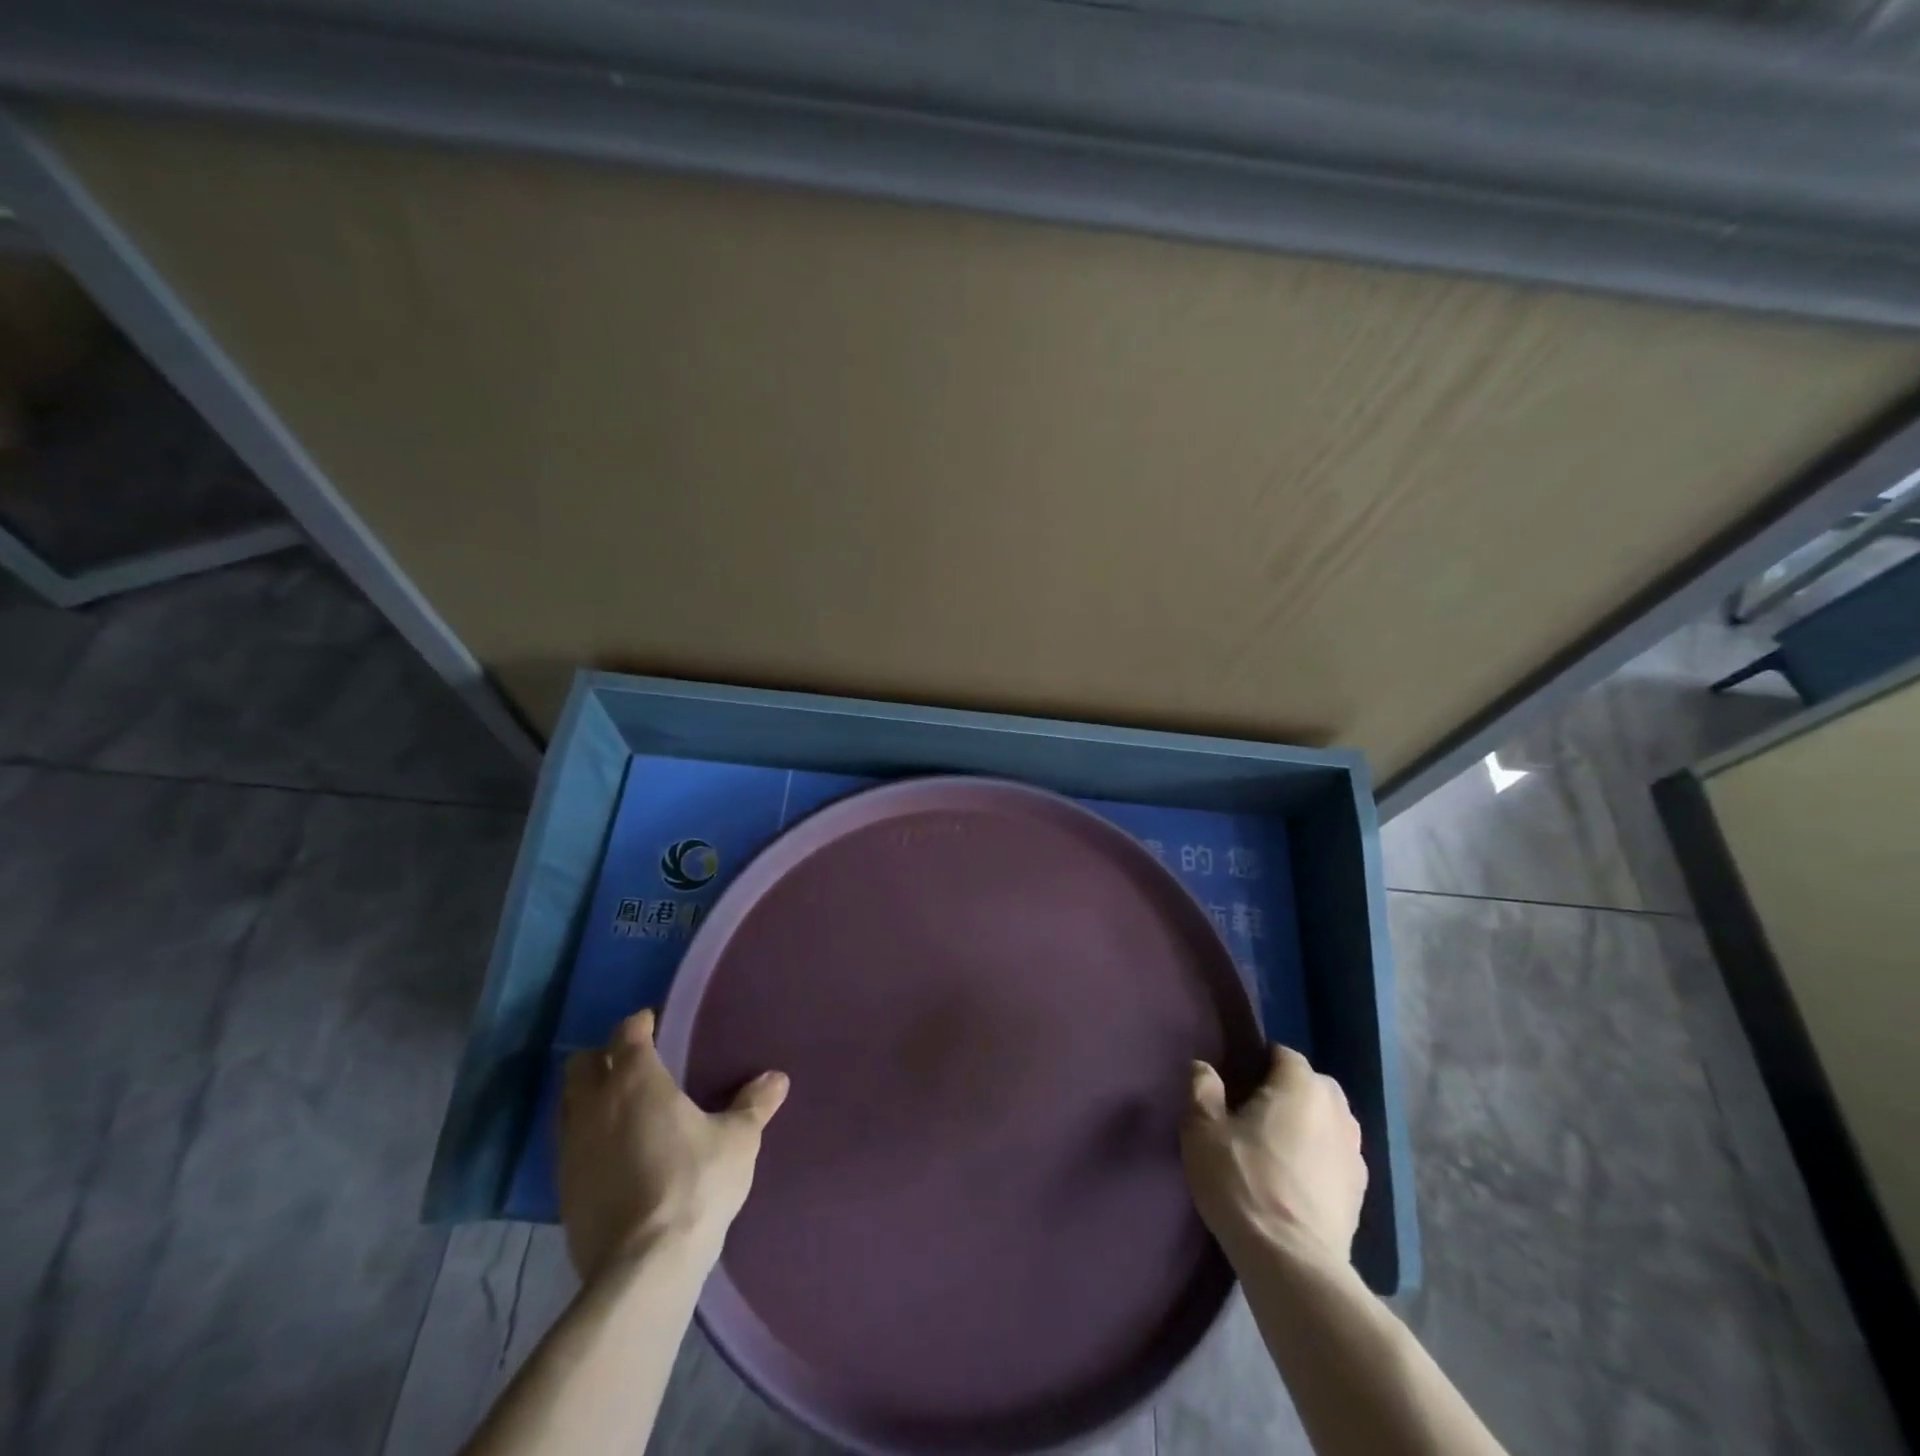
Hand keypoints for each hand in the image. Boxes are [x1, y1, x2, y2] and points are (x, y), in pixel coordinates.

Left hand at [559, 1009, 788, 1278]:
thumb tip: (777, 1078)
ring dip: (589, 1095)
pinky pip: (568, 1143)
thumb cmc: (694, 1185)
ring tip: (620, 1105)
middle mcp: (595, 1106)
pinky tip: (611, 1151)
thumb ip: (754, 1105)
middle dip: (605, 1055)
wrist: (643, 1267)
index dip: (639, 1024)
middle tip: (634, 1062)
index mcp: (636, 1081)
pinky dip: (586, 1135)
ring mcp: (572, 1149)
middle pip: (583, 1064)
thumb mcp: (738, 1140)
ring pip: (568, 1103)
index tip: (654, 1023)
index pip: (627, 1034)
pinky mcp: (562, 1189)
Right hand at [1182, 1044, 1366, 1270]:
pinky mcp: (1361, 1192)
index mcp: (1302, 1085)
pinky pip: (1335, 1157)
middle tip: (1250, 1116)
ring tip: (1273, 1150)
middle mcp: (1337, 1110)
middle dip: (1285, 1092)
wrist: (1292, 1264)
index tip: (1233, 1085)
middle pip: (1310, 1085)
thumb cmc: (1243, 1182)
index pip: (1282, 1054)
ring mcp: (1355, 1153)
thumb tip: (1205, 1068)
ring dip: (1305, 1126)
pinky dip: (1318, 1159)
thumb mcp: (1203, 1130)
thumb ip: (1202, 1088)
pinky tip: (1293, 1182)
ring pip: (1326, 1122)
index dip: (1255, 1063)